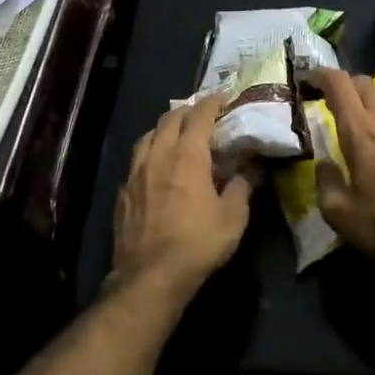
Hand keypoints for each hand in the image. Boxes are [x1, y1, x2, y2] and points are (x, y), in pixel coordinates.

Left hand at [111, 96, 253, 294]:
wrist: (150, 277)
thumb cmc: (198, 243)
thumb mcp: (233, 217)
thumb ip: (242, 187)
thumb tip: (250, 170)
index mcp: (187, 155)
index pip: (200, 115)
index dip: (213, 102)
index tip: (224, 97)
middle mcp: (158, 155)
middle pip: (170, 119)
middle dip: (188, 111)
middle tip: (203, 114)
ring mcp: (135, 173)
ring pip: (148, 136)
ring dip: (164, 128)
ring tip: (176, 135)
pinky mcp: (123, 193)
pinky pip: (136, 161)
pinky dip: (150, 153)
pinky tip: (156, 167)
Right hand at [308, 68, 374, 260]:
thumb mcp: (340, 214)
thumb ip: (325, 183)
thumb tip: (324, 164)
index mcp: (359, 129)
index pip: (338, 83)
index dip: (322, 75)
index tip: (310, 80)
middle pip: (365, 82)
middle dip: (347, 86)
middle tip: (337, 104)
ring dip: (372, 99)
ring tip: (366, 119)